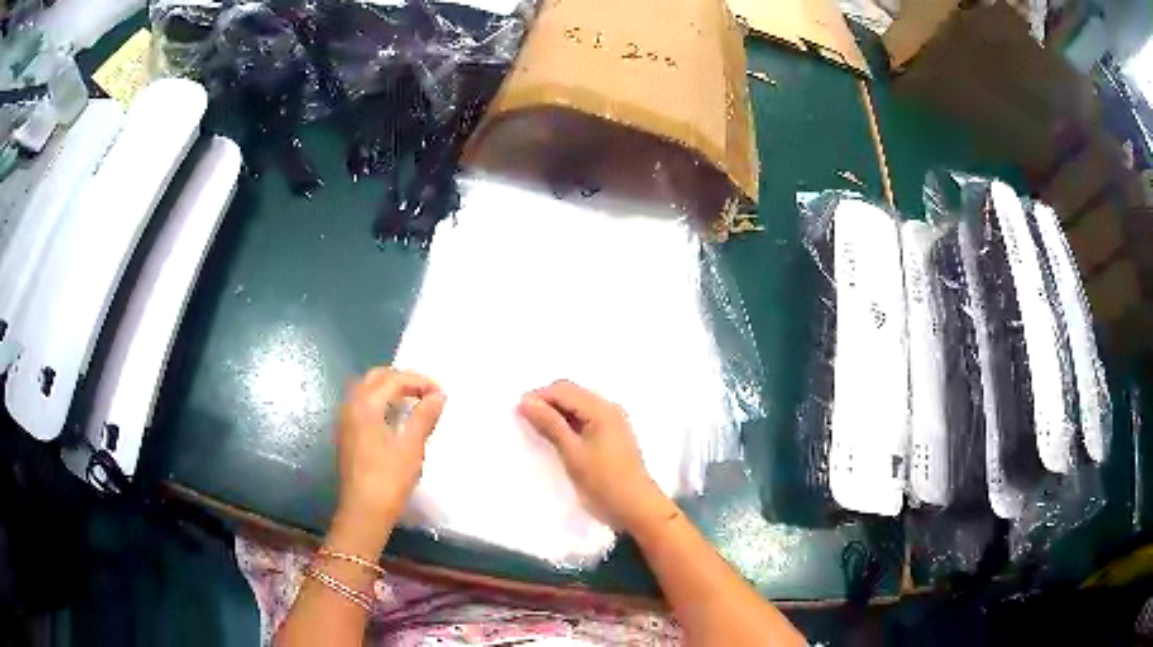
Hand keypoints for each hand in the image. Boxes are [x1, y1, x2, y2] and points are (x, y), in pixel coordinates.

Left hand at [335, 367, 445, 523]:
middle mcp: (351, 406)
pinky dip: (380, 401)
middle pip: (376, 377)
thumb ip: (424, 417)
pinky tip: (394, 418)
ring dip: (390, 389)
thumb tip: (438, 396)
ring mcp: (345, 420)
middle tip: (426, 393)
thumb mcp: (411, 448)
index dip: (419, 382)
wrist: (363, 512)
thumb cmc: (388, 480)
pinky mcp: (346, 434)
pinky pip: (362, 404)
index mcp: (366, 405)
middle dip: (402, 380)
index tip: (441, 394)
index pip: (394, 379)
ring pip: (366, 390)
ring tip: (413, 402)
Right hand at [519, 380, 671, 531]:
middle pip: (572, 393)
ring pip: (578, 405)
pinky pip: (586, 417)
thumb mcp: (572, 453)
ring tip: (537, 428)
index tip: (517, 412)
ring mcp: (613, 421)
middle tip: (524, 419)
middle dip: (547, 401)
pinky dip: (569, 422)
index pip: (563, 390)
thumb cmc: (603, 481)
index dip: (538, 396)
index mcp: (601, 409)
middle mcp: (609, 408)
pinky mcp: (613, 435)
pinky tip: (557, 436)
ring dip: (557, 412)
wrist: (636, 508)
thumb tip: (526, 401)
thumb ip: (550, 424)